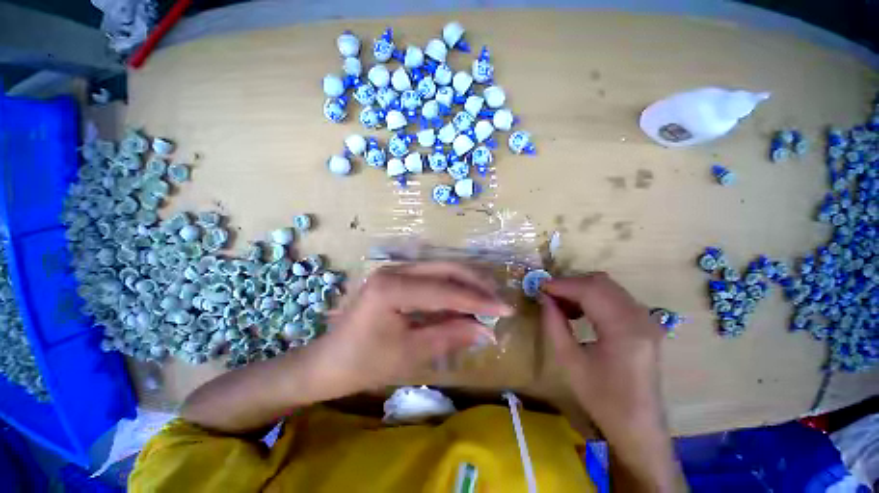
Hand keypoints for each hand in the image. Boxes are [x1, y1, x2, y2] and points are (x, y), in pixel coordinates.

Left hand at [311, 262, 512, 396]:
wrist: (329, 362)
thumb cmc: (365, 362)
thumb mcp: (411, 353)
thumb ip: (450, 335)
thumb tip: (486, 330)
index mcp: (392, 287)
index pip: (445, 291)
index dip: (478, 301)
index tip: (505, 309)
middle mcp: (394, 269)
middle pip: (445, 269)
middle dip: (475, 284)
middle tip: (498, 300)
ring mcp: (394, 269)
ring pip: (440, 269)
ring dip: (465, 283)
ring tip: (487, 298)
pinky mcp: (396, 276)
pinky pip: (430, 277)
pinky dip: (451, 287)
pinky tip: (465, 297)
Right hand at [540, 272, 682, 491]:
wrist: (637, 425)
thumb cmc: (601, 398)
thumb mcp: (569, 361)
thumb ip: (554, 324)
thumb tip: (543, 298)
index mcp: (624, 330)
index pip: (590, 290)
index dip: (561, 285)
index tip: (539, 287)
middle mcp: (640, 317)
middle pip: (601, 282)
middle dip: (570, 283)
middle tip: (548, 295)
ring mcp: (646, 318)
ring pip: (608, 286)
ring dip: (580, 289)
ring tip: (560, 304)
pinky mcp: (645, 323)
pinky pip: (615, 297)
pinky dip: (592, 296)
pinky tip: (578, 310)